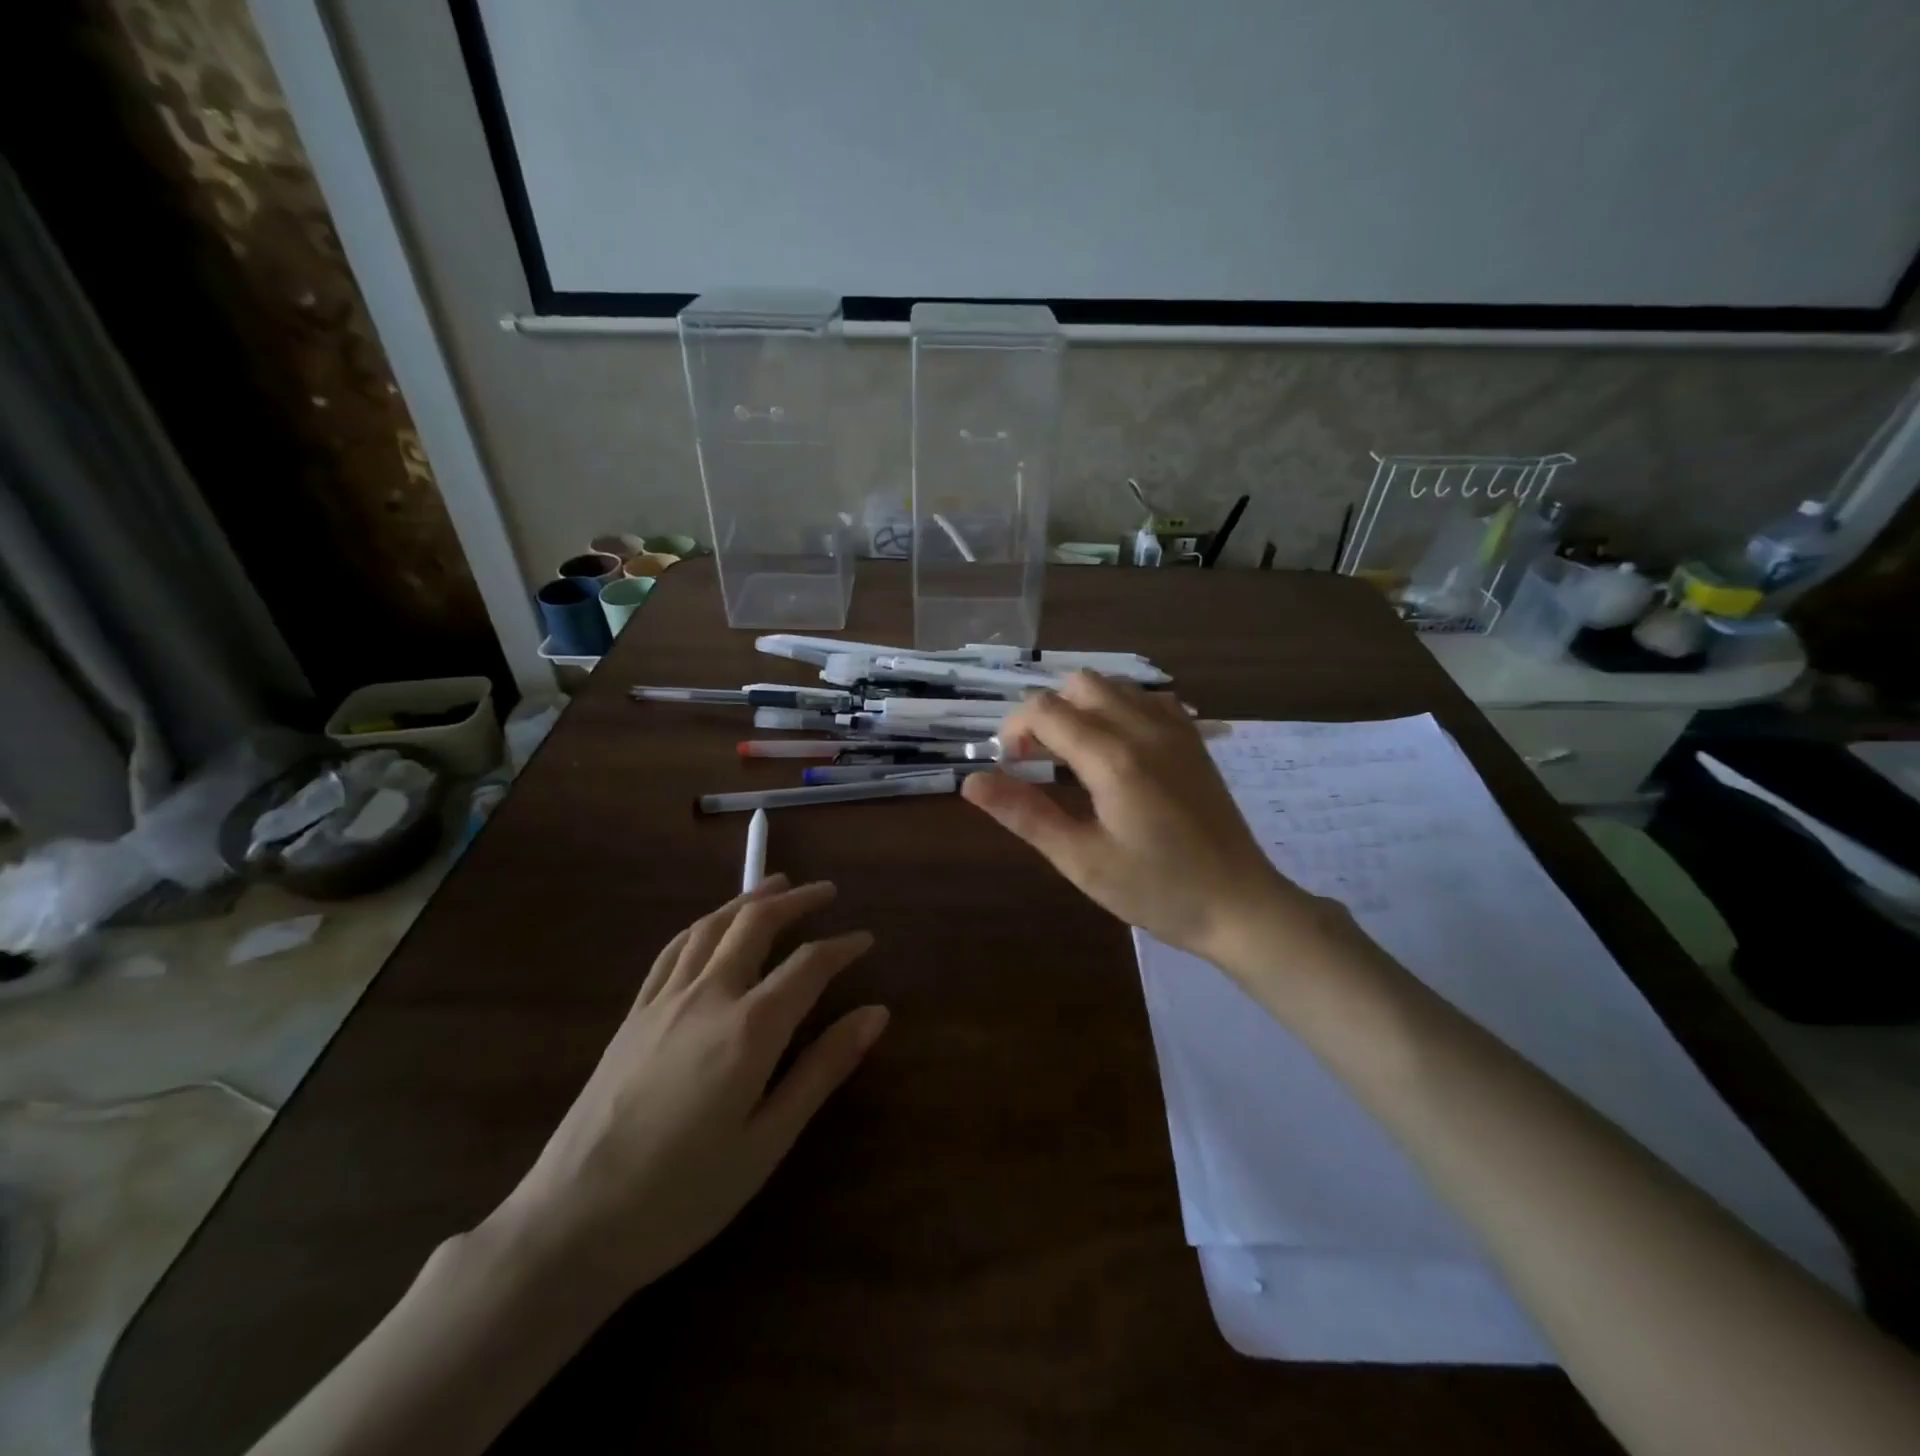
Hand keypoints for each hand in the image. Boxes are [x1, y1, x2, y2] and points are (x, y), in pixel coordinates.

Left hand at [485, 877, 885, 1300]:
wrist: (572, 1222)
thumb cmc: (685, 1194)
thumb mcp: (768, 1140)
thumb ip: (823, 1069)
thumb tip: (876, 1014)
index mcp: (749, 1028)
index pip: (808, 965)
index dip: (842, 946)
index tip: (867, 938)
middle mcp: (708, 996)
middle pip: (756, 924)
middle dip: (797, 900)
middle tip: (827, 891)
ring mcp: (665, 1000)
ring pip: (712, 926)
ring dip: (750, 899)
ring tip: (777, 885)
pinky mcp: (634, 1013)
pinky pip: (673, 948)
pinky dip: (704, 924)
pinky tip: (712, 924)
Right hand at [962, 673, 1316, 961]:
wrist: (1239, 904)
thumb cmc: (1156, 890)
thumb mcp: (1081, 861)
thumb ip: (1024, 814)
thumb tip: (971, 781)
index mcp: (1112, 758)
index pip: (1045, 709)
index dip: (1015, 730)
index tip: (1012, 767)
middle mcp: (1144, 728)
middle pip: (1078, 684)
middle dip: (1047, 712)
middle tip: (1040, 761)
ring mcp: (1175, 729)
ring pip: (1113, 686)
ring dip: (1081, 708)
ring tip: (1075, 757)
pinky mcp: (1193, 739)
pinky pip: (1146, 699)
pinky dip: (1119, 709)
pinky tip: (1117, 750)